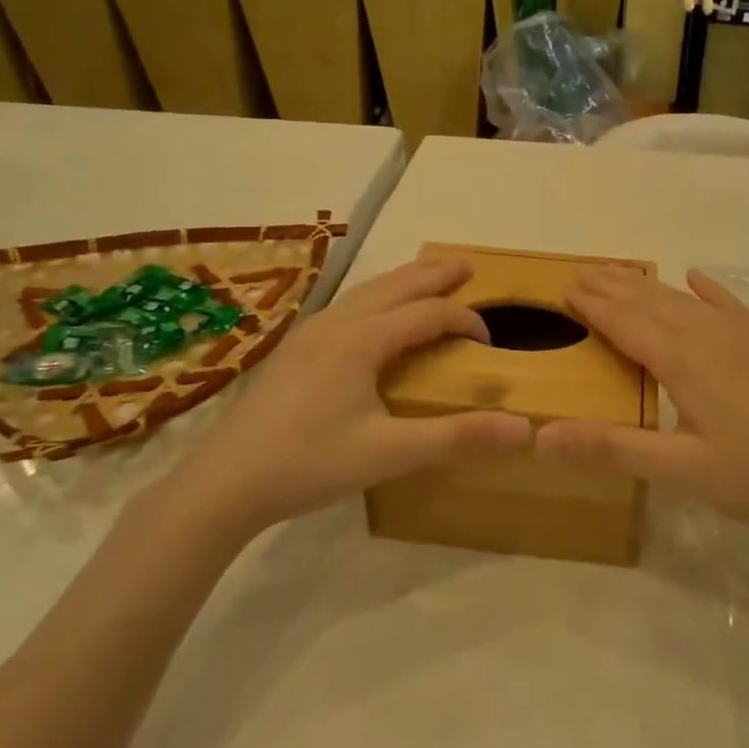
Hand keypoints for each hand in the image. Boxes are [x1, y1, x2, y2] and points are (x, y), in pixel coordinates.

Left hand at [164, 256, 531, 534]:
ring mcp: (310, 333)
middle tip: (465, 265)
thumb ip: (457, 438)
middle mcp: (336, 323)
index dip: (464, 320)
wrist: (223, 482)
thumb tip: (525, 430)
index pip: (428, 314)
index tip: (489, 342)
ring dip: (402, 281)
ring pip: (366, 292)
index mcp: (362, 339)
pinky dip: (376, 297)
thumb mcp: (389, 453)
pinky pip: (347, 306)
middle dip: (433, 275)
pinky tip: (372, 314)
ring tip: (427, 276)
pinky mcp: (294, 350)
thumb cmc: (309, 463)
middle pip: (395, 286)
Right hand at [537, 268, 748, 539]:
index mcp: (682, 360)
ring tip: (622, 273)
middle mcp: (708, 334)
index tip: (565, 287)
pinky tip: (696, 278)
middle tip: (581, 272)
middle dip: (613, 287)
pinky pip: (728, 304)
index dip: (593, 305)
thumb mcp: (680, 470)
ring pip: (684, 300)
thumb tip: (541, 435)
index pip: (625, 322)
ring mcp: (743, 335)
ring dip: (648, 286)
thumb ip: (611, 448)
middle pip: (650, 302)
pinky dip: (707, 289)